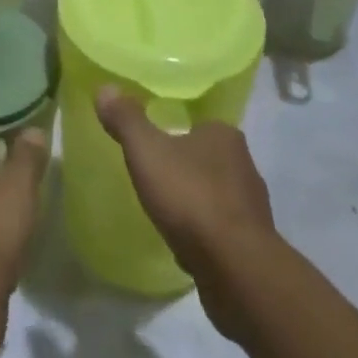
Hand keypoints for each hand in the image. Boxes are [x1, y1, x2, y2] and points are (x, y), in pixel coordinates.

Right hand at [96, 87, 279, 339]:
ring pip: (216, 193)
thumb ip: (126, 120)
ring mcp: (252, 207)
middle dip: (185, 165)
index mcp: (224, 136)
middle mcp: (244, 165)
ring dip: (195, 200)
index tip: (154, 141)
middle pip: (208, 157)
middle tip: (154, 173)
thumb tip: (105, 88)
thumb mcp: (147, 151)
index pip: (199, 123)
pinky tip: (184, 241)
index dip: (176, 129)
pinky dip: (203, 231)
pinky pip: (221, 228)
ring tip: (166, 208)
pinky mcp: (253, 245)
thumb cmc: (191, 197)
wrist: (236, 269)